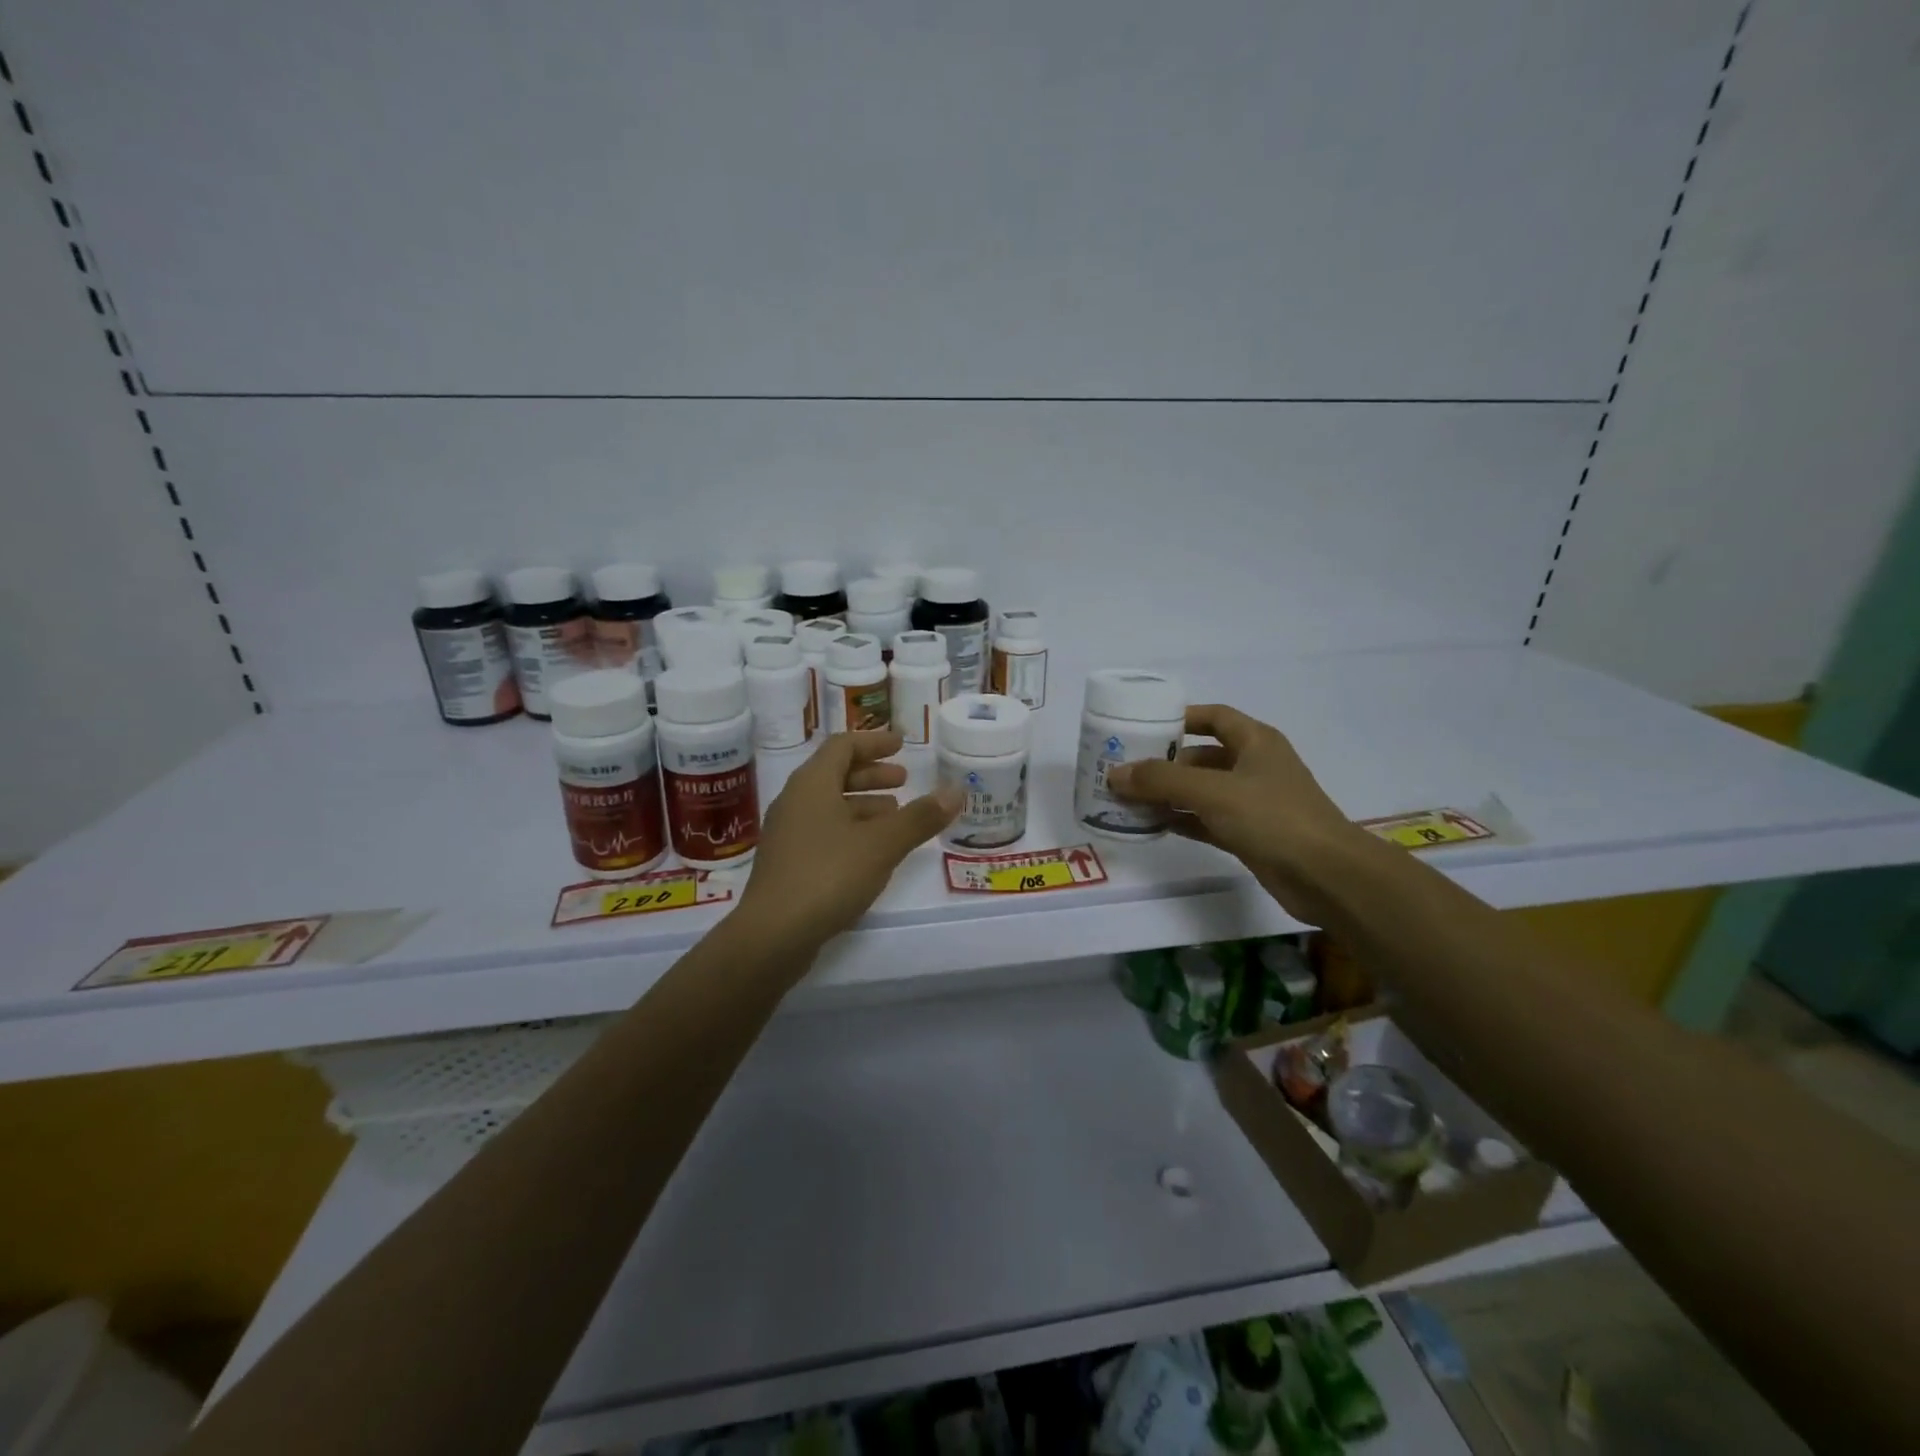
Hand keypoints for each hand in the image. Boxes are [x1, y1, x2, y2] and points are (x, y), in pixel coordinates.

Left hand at [737, 730, 959, 949]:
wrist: (772, 935)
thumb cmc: (828, 875)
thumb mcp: (882, 844)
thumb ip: (920, 817)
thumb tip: (956, 790)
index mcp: (812, 784)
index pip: (843, 746)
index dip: (874, 742)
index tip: (901, 744)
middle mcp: (795, 802)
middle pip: (834, 774)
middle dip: (872, 774)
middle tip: (904, 780)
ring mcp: (787, 834)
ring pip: (830, 806)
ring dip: (864, 805)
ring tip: (896, 814)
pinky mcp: (788, 864)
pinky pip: (824, 832)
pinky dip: (851, 830)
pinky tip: (873, 852)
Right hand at [1106, 704, 1360, 919]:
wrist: (1326, 875)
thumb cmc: (1272, 817)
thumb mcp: (1212, 791)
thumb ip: (1161, 780)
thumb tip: (1115, 775)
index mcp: (1256, 742)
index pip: (1214, 717)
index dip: (1181, 718)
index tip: (1144, 727)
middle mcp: (1255, 767)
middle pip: (1202, 757)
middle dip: (1165, 763)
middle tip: (1125, 770)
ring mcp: (1253, 803)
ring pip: (1202, 791)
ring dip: (1169, 794)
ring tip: (1128, 798)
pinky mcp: (1250, 835)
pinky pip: (1207, 820)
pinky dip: (1182, 819)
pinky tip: (1152, 824)